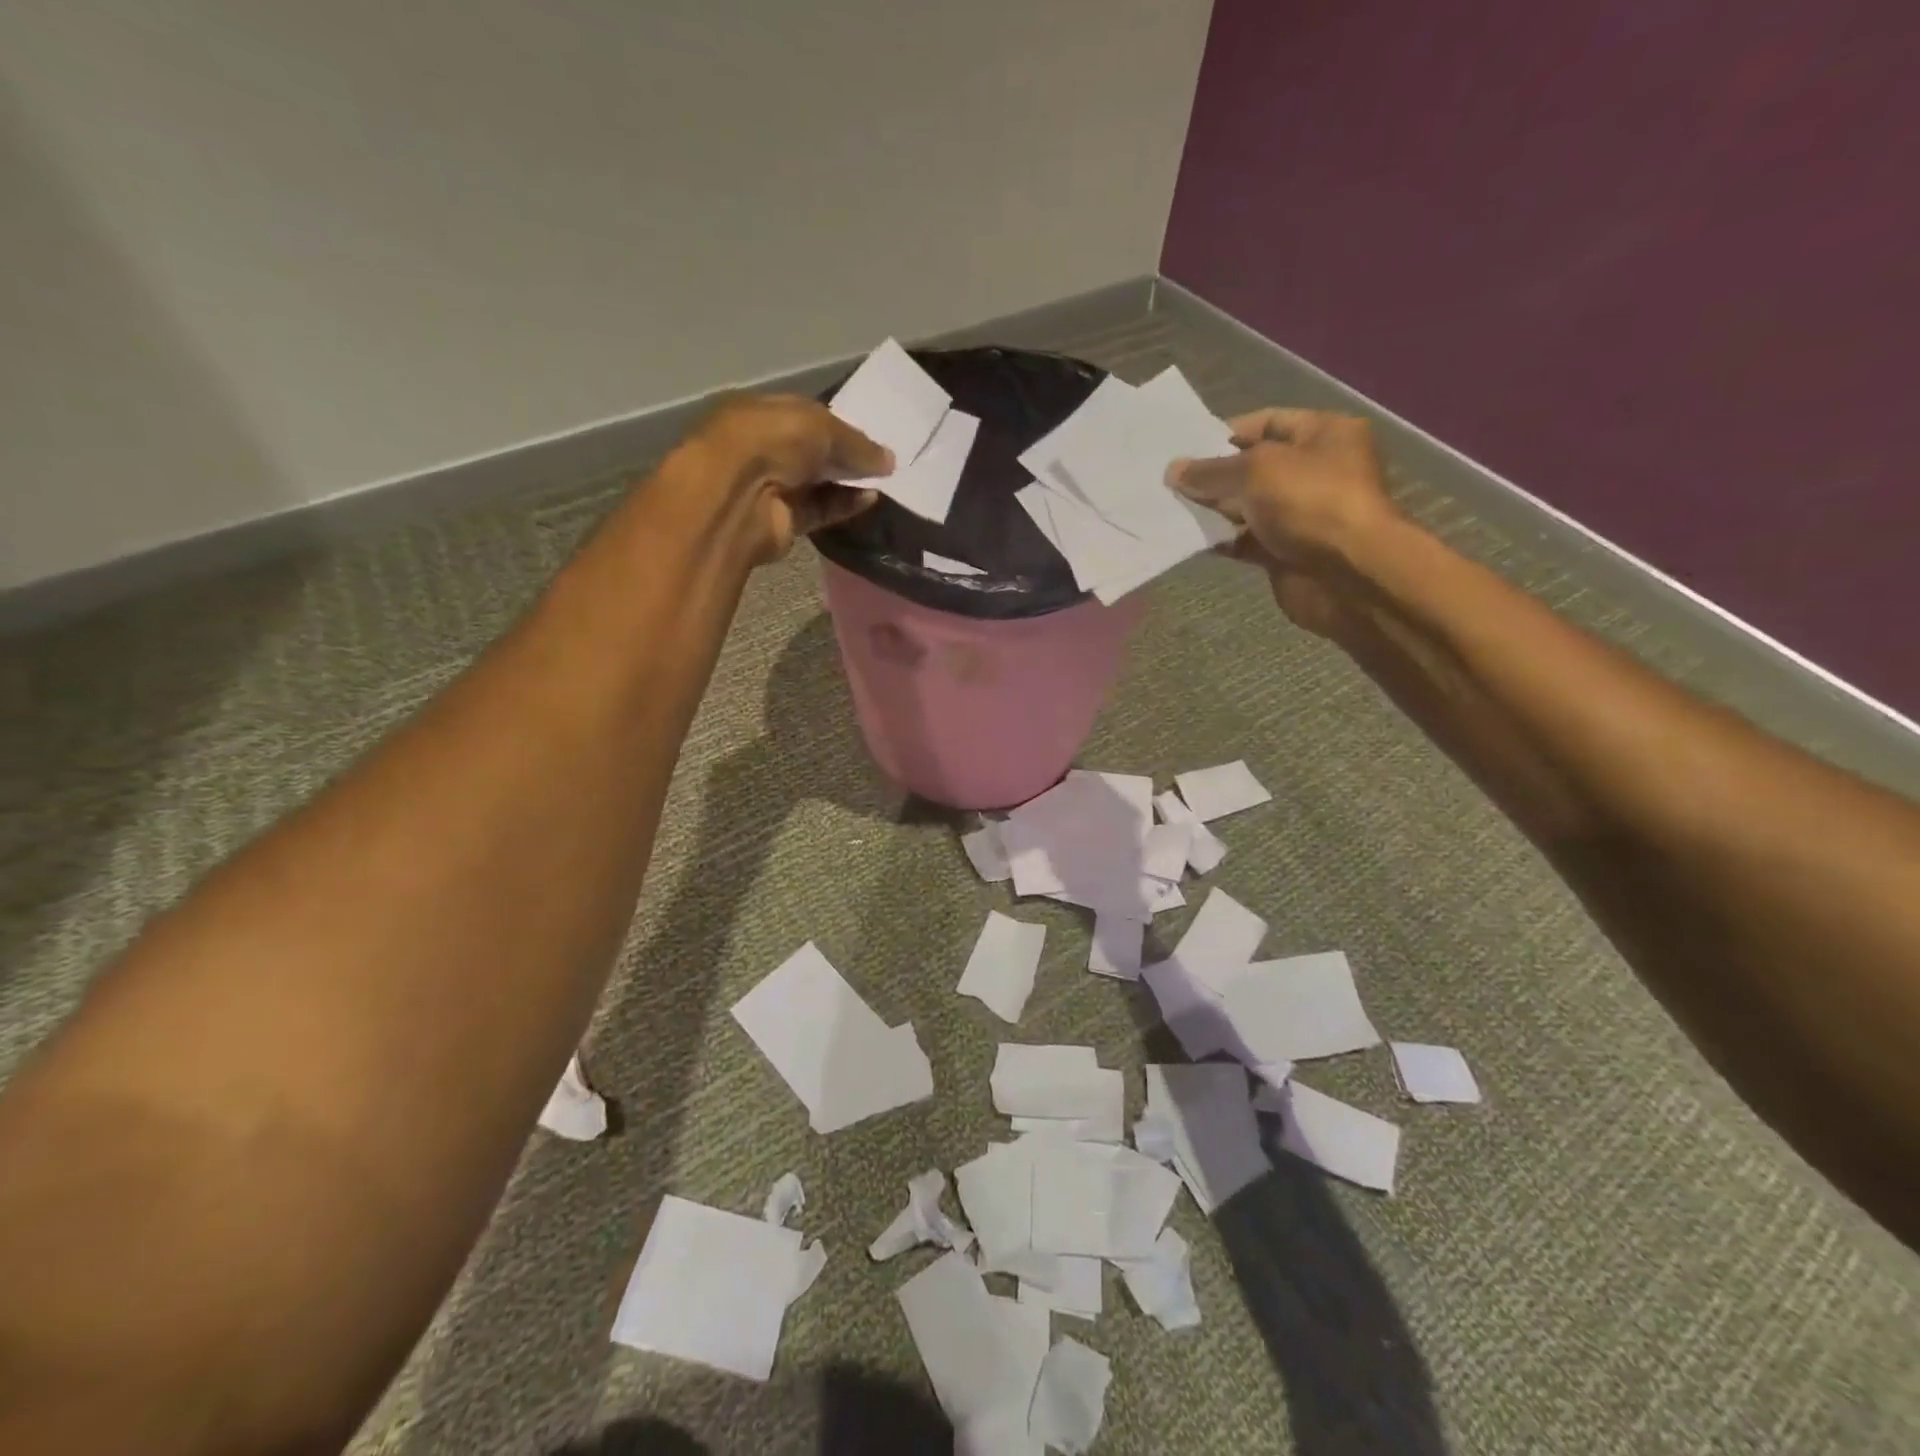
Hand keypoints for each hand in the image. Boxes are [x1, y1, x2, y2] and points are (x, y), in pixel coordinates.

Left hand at [680, 393, 893, 562]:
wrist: (739, 496)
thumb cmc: (773, 441)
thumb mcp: (822, 427)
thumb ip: (857, 444)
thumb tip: (890, 460)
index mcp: (763, 412)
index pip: (807, 415)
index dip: (839, 425)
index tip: (870, 436)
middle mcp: (765, 447)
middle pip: (813, 451)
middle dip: (845, 455)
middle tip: (882, 461)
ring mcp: (772, 486)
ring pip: (818, 483)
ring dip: (848, 481)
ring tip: (884, 481)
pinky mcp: (783, 521)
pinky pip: (820, 510)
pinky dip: (844, 505)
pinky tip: (869, 499)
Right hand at [1168, 408, 1400, 636]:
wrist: (1347, 574)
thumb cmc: (1310, 502)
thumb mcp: (1256, 470)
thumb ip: (1211, 470)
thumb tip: (1173, 470)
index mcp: (1324, 434)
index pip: (1268, 422)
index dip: (1227, 433)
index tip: (1187, 447)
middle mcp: (1315, 470)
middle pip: (1254, 466)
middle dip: (1215, 474)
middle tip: (1171, 481)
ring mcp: (1301, 514)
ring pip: (1247, 506)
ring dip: (1213, 509)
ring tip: (1172, 508)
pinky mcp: (1286, 552)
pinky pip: (1246, 540)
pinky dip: (1221, 539)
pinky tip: (1190, 538)